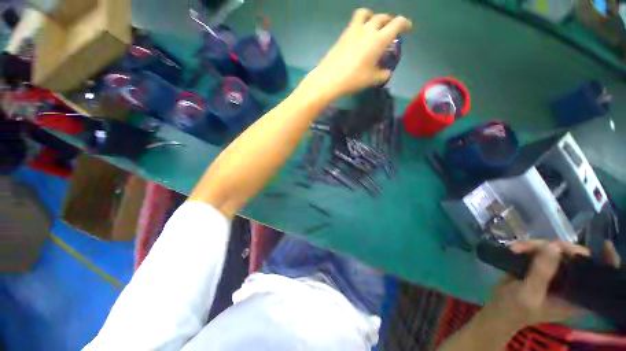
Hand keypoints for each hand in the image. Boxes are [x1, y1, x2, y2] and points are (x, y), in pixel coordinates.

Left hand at [302, 9, 411, 99]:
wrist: (329, 78)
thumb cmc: (355, 78)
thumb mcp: (375, 78)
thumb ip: (384, 72)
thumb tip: (386, 70)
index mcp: (379, 39)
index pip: (396, 24)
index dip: (405, 23)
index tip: (408, 28)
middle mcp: (367, 30)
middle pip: (381, 17)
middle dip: (390, 20)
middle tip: (393, 28)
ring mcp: (353, 30)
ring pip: (365, 13)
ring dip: (373, 15)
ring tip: (376, 24)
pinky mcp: (344, 33)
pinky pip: (355, 21)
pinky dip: (363, 22)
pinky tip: (363, 34)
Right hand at [481, 240, 621, 332]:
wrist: (497, 311)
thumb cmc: (513, 310)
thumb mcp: (526, 296)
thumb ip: (541, 274)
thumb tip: (553, 247)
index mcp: (571, 297)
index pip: (592, 277)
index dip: (596, 263)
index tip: (590, 251)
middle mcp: (571, 283)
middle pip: (578, 256)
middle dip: (561, 249)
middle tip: (543, 250)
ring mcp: (561, 273)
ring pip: (563, 248)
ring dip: (543, 246)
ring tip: (522, 250)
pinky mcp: (550, 266)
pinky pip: (548, 248)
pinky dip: (534, 246)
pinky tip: (518, 249)